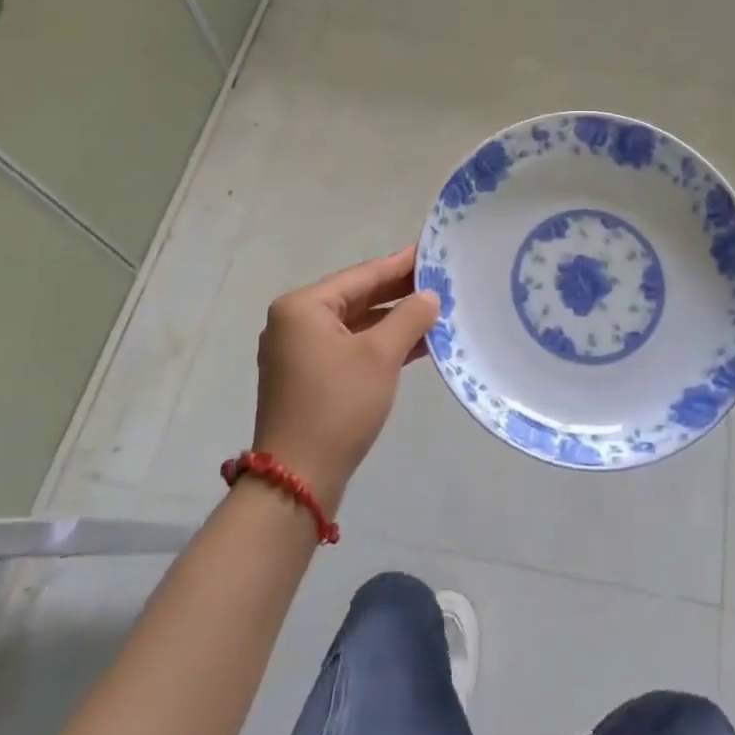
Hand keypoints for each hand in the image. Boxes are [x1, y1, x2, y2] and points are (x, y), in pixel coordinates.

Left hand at [250, 248, 437, 515]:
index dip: (399, 265)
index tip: (430, 252)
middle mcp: (295, 323)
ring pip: (355, 324)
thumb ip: (409, 317)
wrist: (297, 481)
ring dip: (393, 320)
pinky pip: (350, 348)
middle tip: (439, 280)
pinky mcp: (309, 379)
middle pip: (356, 297)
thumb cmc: (338, 405)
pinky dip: (380, 344)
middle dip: (398, 293)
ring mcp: (299, 353)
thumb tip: (430, 295)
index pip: (361, 275)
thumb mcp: (381, 355)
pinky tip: (416, 343)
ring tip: (435, 310)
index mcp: (303, 307)